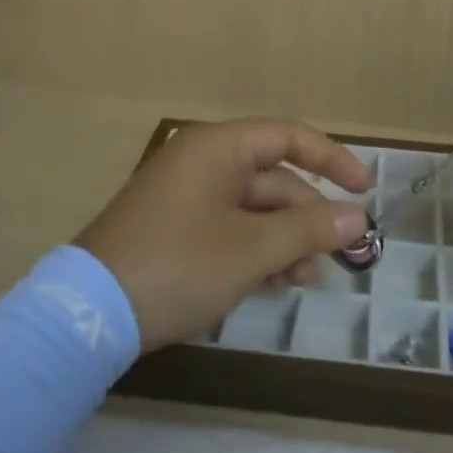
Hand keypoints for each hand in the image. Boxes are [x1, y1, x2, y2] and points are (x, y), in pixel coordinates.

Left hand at [76, 119, 372, 350]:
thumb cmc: (178, 265)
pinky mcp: (174, 229)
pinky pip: (228, 227)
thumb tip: (357, 217)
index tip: (365, 189)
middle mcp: (202, 162)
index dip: (332, 159)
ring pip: (252, 208)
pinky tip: (274, 283)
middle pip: (273, 178)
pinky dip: (255, 250)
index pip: (288, 136)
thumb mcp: (251, 249)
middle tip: (337, 255)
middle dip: (307, 217)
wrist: (88, 315)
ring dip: (284, 240)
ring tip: (304, 280)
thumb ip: (308, 229)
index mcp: (218, 148)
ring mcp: (186, 196)